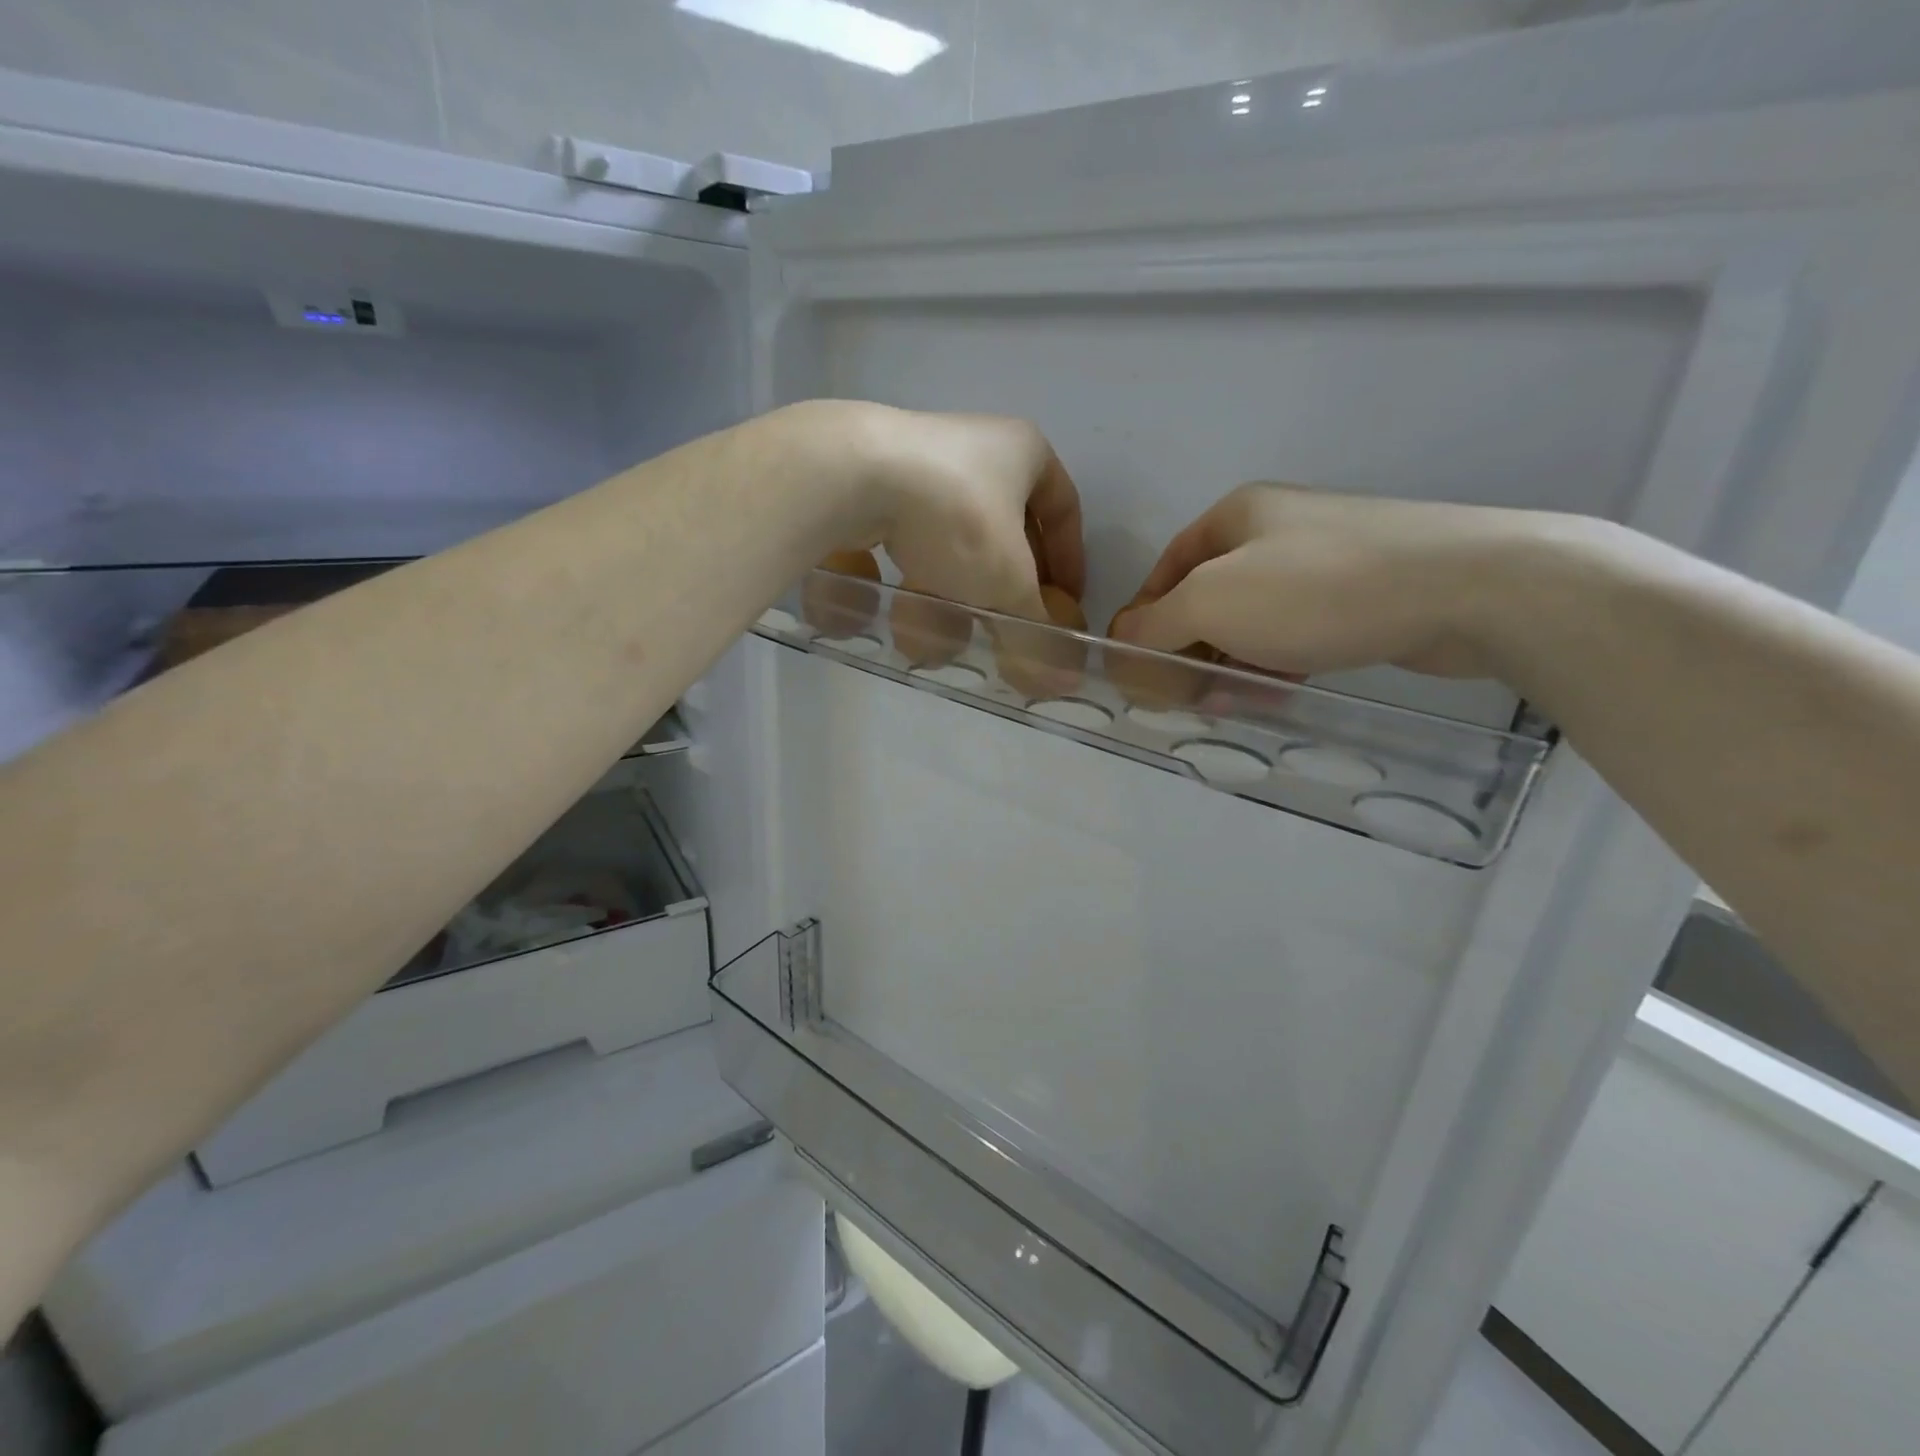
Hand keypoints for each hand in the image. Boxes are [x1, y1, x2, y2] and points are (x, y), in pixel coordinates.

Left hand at [846, 405, 1084, 618]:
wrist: (855, 477)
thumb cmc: (956, 518)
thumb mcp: (1007, 582)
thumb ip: (1034, 625)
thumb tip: (1061, 673)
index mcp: (1024, 451)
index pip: (1064, 509)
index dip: (1070, 561)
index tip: (1065, 603)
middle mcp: (978, 445)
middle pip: (1010, 526)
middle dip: (1010, 580)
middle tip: (1011, 620)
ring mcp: (925, 458)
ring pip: (959, 536)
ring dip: (963, 584)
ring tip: (957, 623)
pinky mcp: (880, 478)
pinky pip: (914, 534)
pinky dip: (921, 573)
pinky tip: (910, 605)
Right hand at [1111, 483, 1528, 678]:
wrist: (1466, 587)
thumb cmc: (1318, 589)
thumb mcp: (1212, 603)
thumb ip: (1154, 625)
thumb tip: (1118, 644)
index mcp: (1235, 517)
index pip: (1164, 572)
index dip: (1143, 622)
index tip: (1140, 672)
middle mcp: (1276, 531)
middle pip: (1207, 599)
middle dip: (1190, 651)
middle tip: (1187, 699)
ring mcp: (1324, 560)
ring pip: (1253, 621)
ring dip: (1232, 663)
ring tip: (1233, 703)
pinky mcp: (1363, 593)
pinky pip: (1297, 632)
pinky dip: (1278, 662)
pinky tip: (1282, 691)